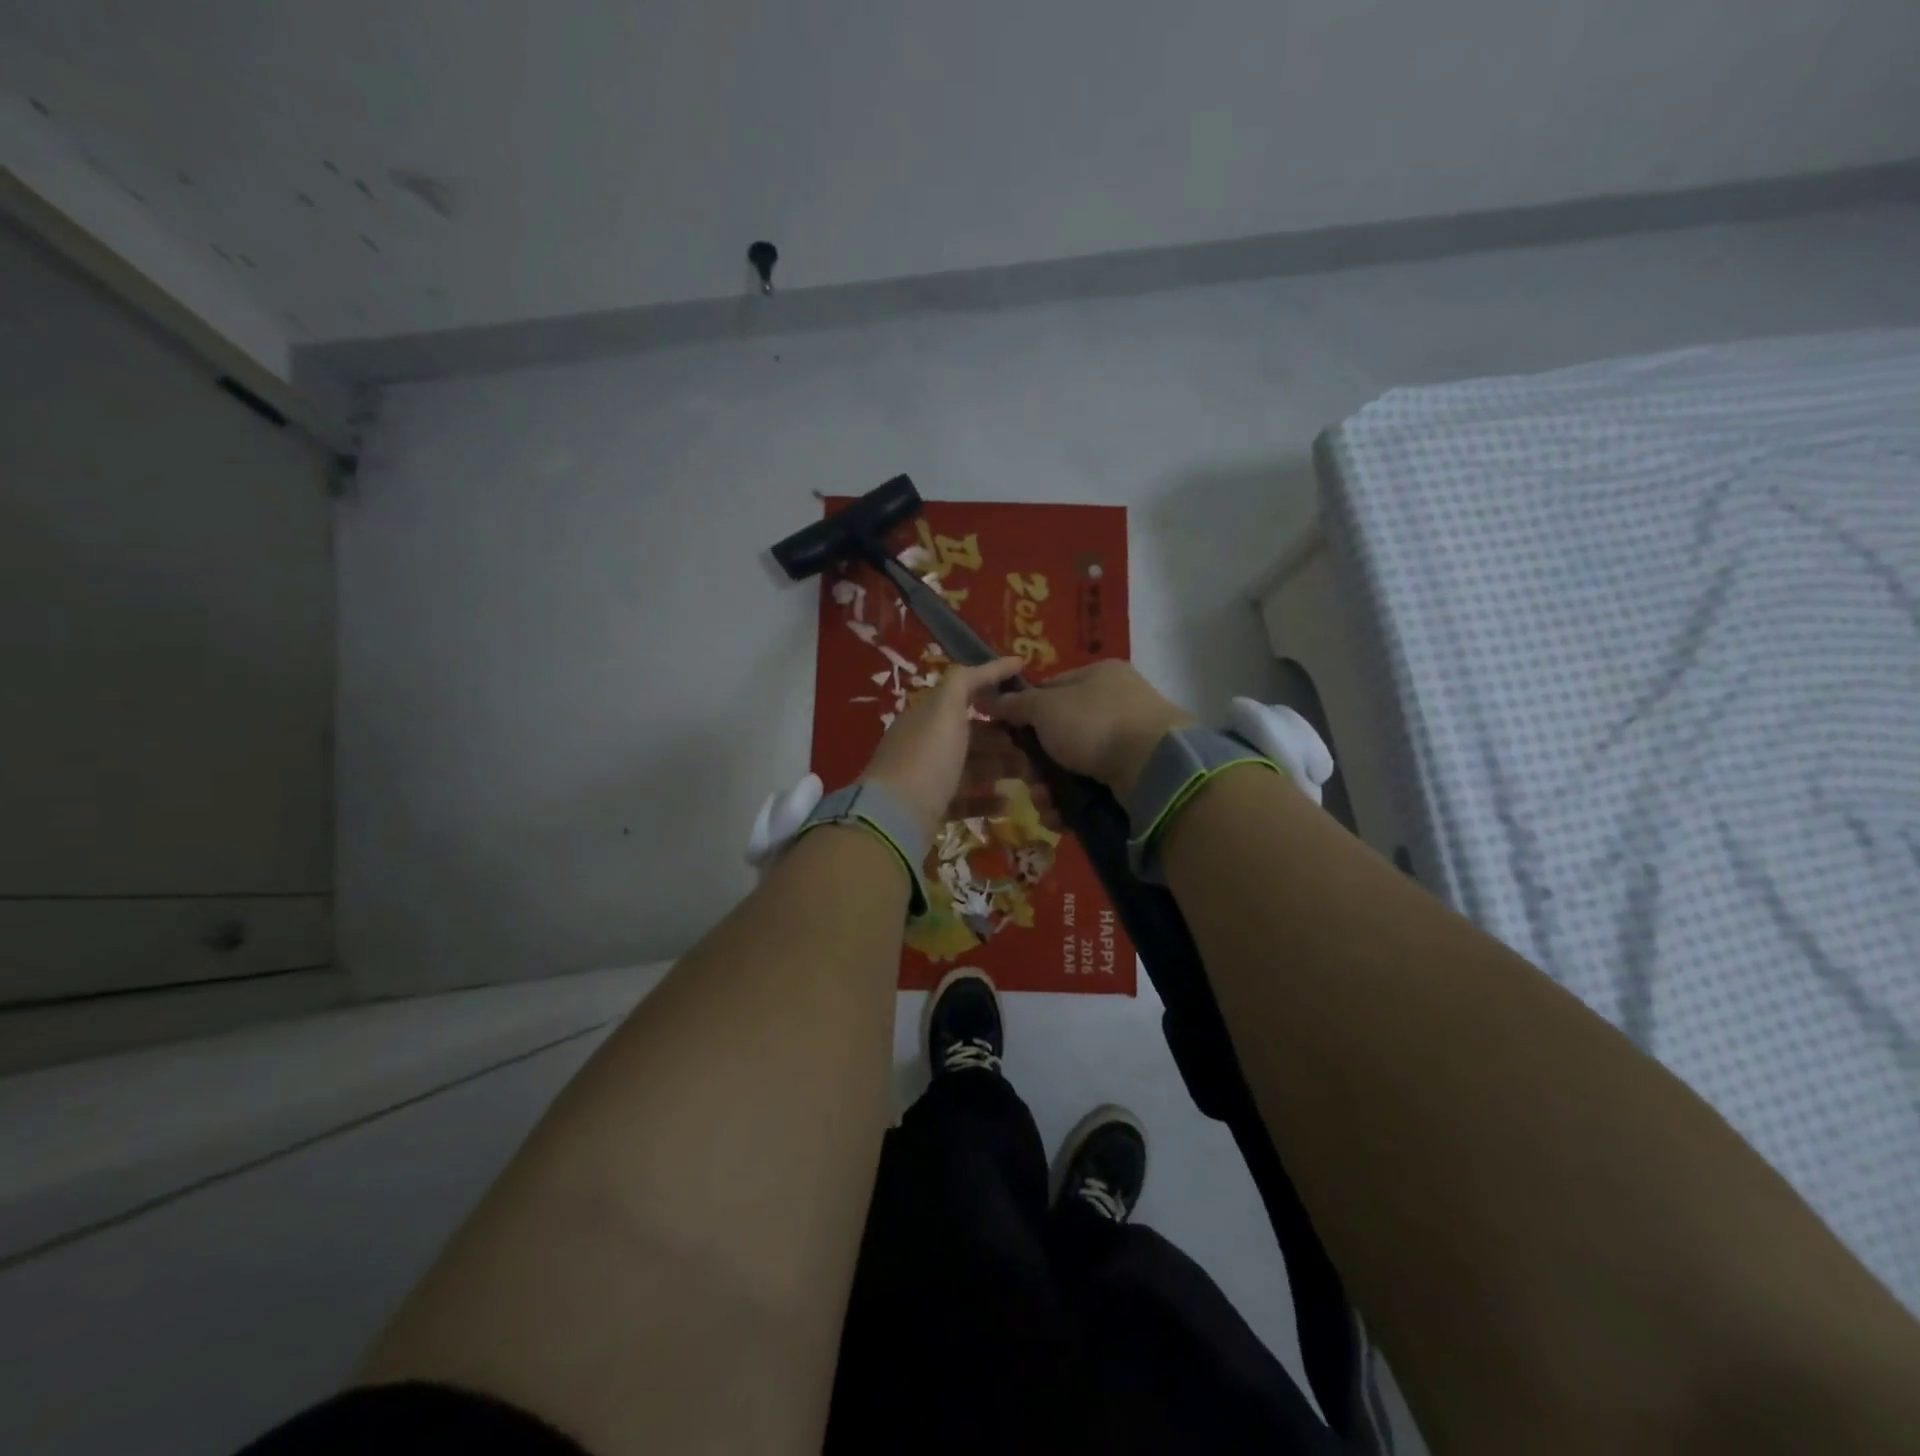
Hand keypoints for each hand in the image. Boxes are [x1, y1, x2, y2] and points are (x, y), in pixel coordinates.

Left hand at [863, 657, 1025, 838]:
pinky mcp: (930, 809)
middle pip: (969, 735)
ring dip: (999, 767)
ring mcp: (925, 778)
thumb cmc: (927, 755)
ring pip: (969, 768)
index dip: (992, 687)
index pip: (962, 694)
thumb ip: (968, 680)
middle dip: (1002, 736)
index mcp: (925, 715)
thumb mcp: (946, 707)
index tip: (1026, 690)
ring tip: (1030, 773)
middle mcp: (923, 744)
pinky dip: (986, 800)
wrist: (896, 815)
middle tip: (1035, 741)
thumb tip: (1006, 661)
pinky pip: (964, 801)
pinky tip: (1008, 803)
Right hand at [990, 660, 1194, 798]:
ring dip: (1050, 788)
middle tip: (1027, 780)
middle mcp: (1116, 704)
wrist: (1153, 766)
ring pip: (1073, 766)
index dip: (1024, 712)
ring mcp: (1129, 741)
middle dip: (1036, 763)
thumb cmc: (1094, 723)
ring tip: (1044, 804)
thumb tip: (989, 699)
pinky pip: (1092, 788)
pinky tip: (1060, 817)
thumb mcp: (1045, 707)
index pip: (1050, 689)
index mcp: (1099, 675)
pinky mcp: (1135, 777)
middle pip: (1059, 734)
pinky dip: (1072, 803)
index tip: (1007, 737)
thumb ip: (1015, 704)